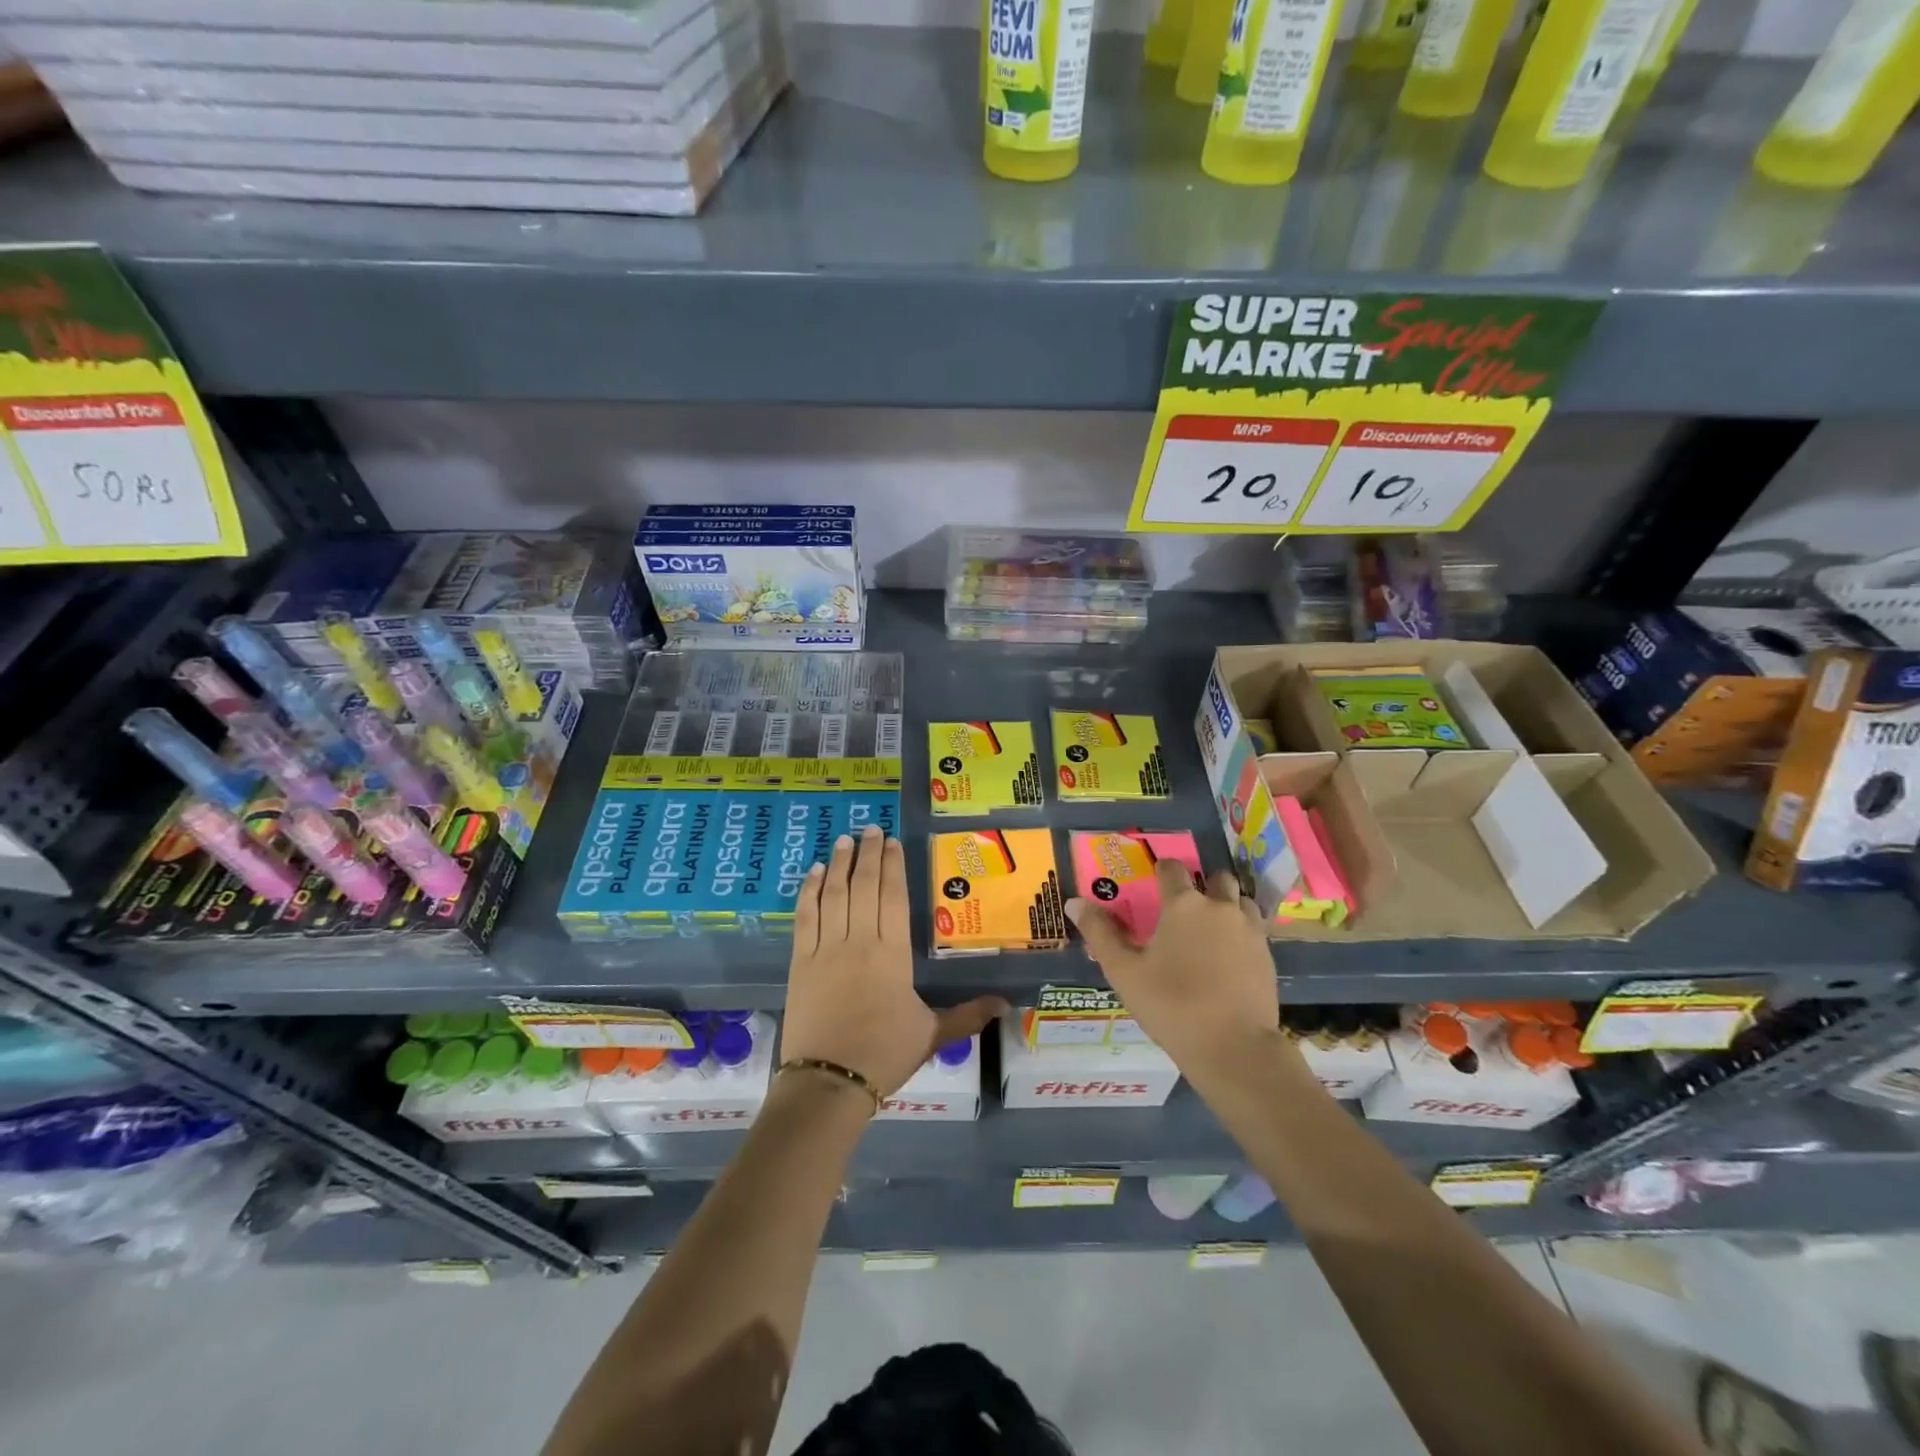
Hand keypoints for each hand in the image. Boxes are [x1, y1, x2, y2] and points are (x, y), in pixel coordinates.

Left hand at [783, 825, 1006, 1098]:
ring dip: (840, 864)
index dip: (892, 866)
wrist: (829, 1081)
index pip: (893, 897)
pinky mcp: (801, 961)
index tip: (892, 843)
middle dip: (868, 854)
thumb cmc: (884, 1054)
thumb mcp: (932, 1034)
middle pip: (864, 886)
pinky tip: (816, 873)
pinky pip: (805, 916)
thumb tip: (1008, 1004)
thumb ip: (968, 1015)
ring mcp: (827, 948)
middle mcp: (860, 941)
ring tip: (845, 840)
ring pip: (834, 894)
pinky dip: (810, 891)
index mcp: (893, 954)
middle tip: (870, 829)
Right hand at [1066, 862, 1277, 1068]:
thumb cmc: (1171, 1005)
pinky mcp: (1267, 956)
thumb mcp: (1124, 972)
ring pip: (1241, 901)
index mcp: (1183, 904)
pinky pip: (1255, 929)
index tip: (1153, 882)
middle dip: (1202, 885)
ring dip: (1227, 906)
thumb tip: (1073, 902)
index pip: (1172, 868)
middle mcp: (1220, 907)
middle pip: (1216, 878)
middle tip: (1185, 909)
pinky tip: (1229, 957)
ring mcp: (1249, 930)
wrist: (1234, 1048)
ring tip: (1211, 930)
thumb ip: (1100, 933)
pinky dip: (1242, 933)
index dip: (1161, 870)